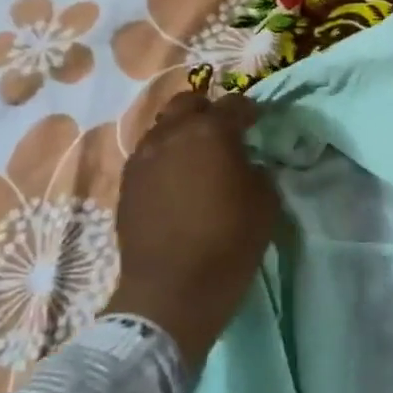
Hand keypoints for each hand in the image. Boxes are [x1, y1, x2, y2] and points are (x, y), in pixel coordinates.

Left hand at [107, 91, 278, 366]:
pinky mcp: (126, 182)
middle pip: (188, 103)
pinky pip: (147, 155)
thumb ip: (258, 171)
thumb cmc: (228, 243)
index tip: (257, 122)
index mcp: (211, 132)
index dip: (249, 110)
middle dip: (206, 110)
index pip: (234, 104)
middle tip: (221, 131)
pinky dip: (163, 157)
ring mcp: (143, 157)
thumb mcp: (265, 204)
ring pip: (162, 127)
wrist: (172, 289)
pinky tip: (174, 180)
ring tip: (195, 156)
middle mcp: (172, 134)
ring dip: (181, 133)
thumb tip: (247, 163)